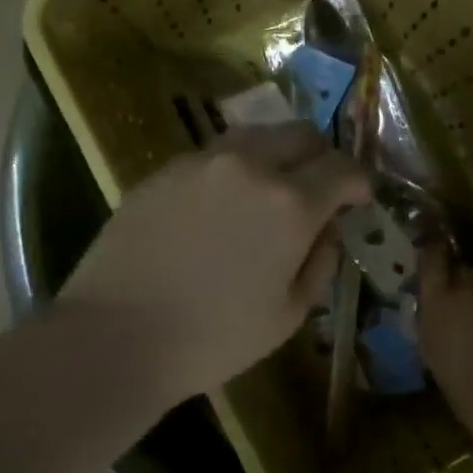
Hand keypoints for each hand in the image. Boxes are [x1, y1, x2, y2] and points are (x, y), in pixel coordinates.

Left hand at [60, 123, 369, 404]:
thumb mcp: (288, 315)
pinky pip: (214, 155)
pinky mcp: (165, 169)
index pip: (342, 168)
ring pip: (256, 135)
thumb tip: (328, 232)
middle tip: (320, 186)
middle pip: (301, 134)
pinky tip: (221, 204)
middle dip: (321, 156)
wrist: (114, 335)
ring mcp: (202, 161)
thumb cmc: (213, 338)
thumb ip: (319, 264)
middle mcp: (250, 166)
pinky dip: (234, 168)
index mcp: (290, 204)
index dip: (359, 181)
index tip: (358, 197)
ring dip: (277, 154)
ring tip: (271, 188)